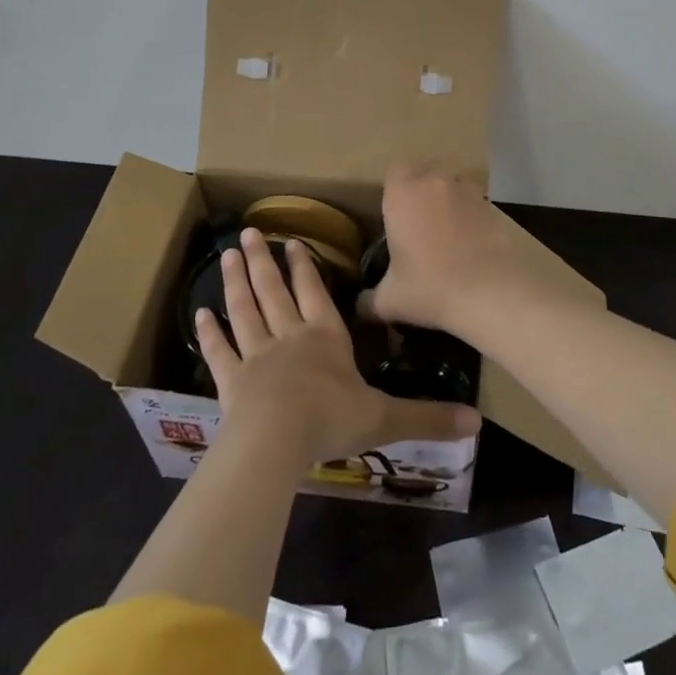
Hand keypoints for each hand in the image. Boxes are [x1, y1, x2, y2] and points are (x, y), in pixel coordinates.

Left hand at [197, 228, 480, 462]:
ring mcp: (256, 356)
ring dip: (236, 282)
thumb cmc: (331, 420)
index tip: (292, 241)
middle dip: (263, 261)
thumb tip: (476, 421)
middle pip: (274, 291)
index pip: (315, 293)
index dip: (304, 267)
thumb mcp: (385, 418)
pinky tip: (199, 314)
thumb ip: (427, 416)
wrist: (276, 441)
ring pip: (245, 310)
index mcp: (325, 337)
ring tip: (228, 255)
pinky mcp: (231, 380)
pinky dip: (210, 332)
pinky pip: (220, 350)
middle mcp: (289, 337)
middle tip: (248, 233)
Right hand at [367, 168, 522, 334]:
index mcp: (403, 194)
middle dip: (421, 195)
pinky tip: (470, 245)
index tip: (394, 216)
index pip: (395, 173)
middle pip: (425, 176)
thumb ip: (368, 300)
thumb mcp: (389, 301)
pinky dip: (471, 218)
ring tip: (447, 236)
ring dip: (448, 203)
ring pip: (452, 187)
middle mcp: (434, 182)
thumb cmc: (429, 287)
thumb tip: (359, 306)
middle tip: (418, 228)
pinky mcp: (493, 206)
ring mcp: (467, 191)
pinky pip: (475, 204)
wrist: (489, 291)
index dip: (394, 192)